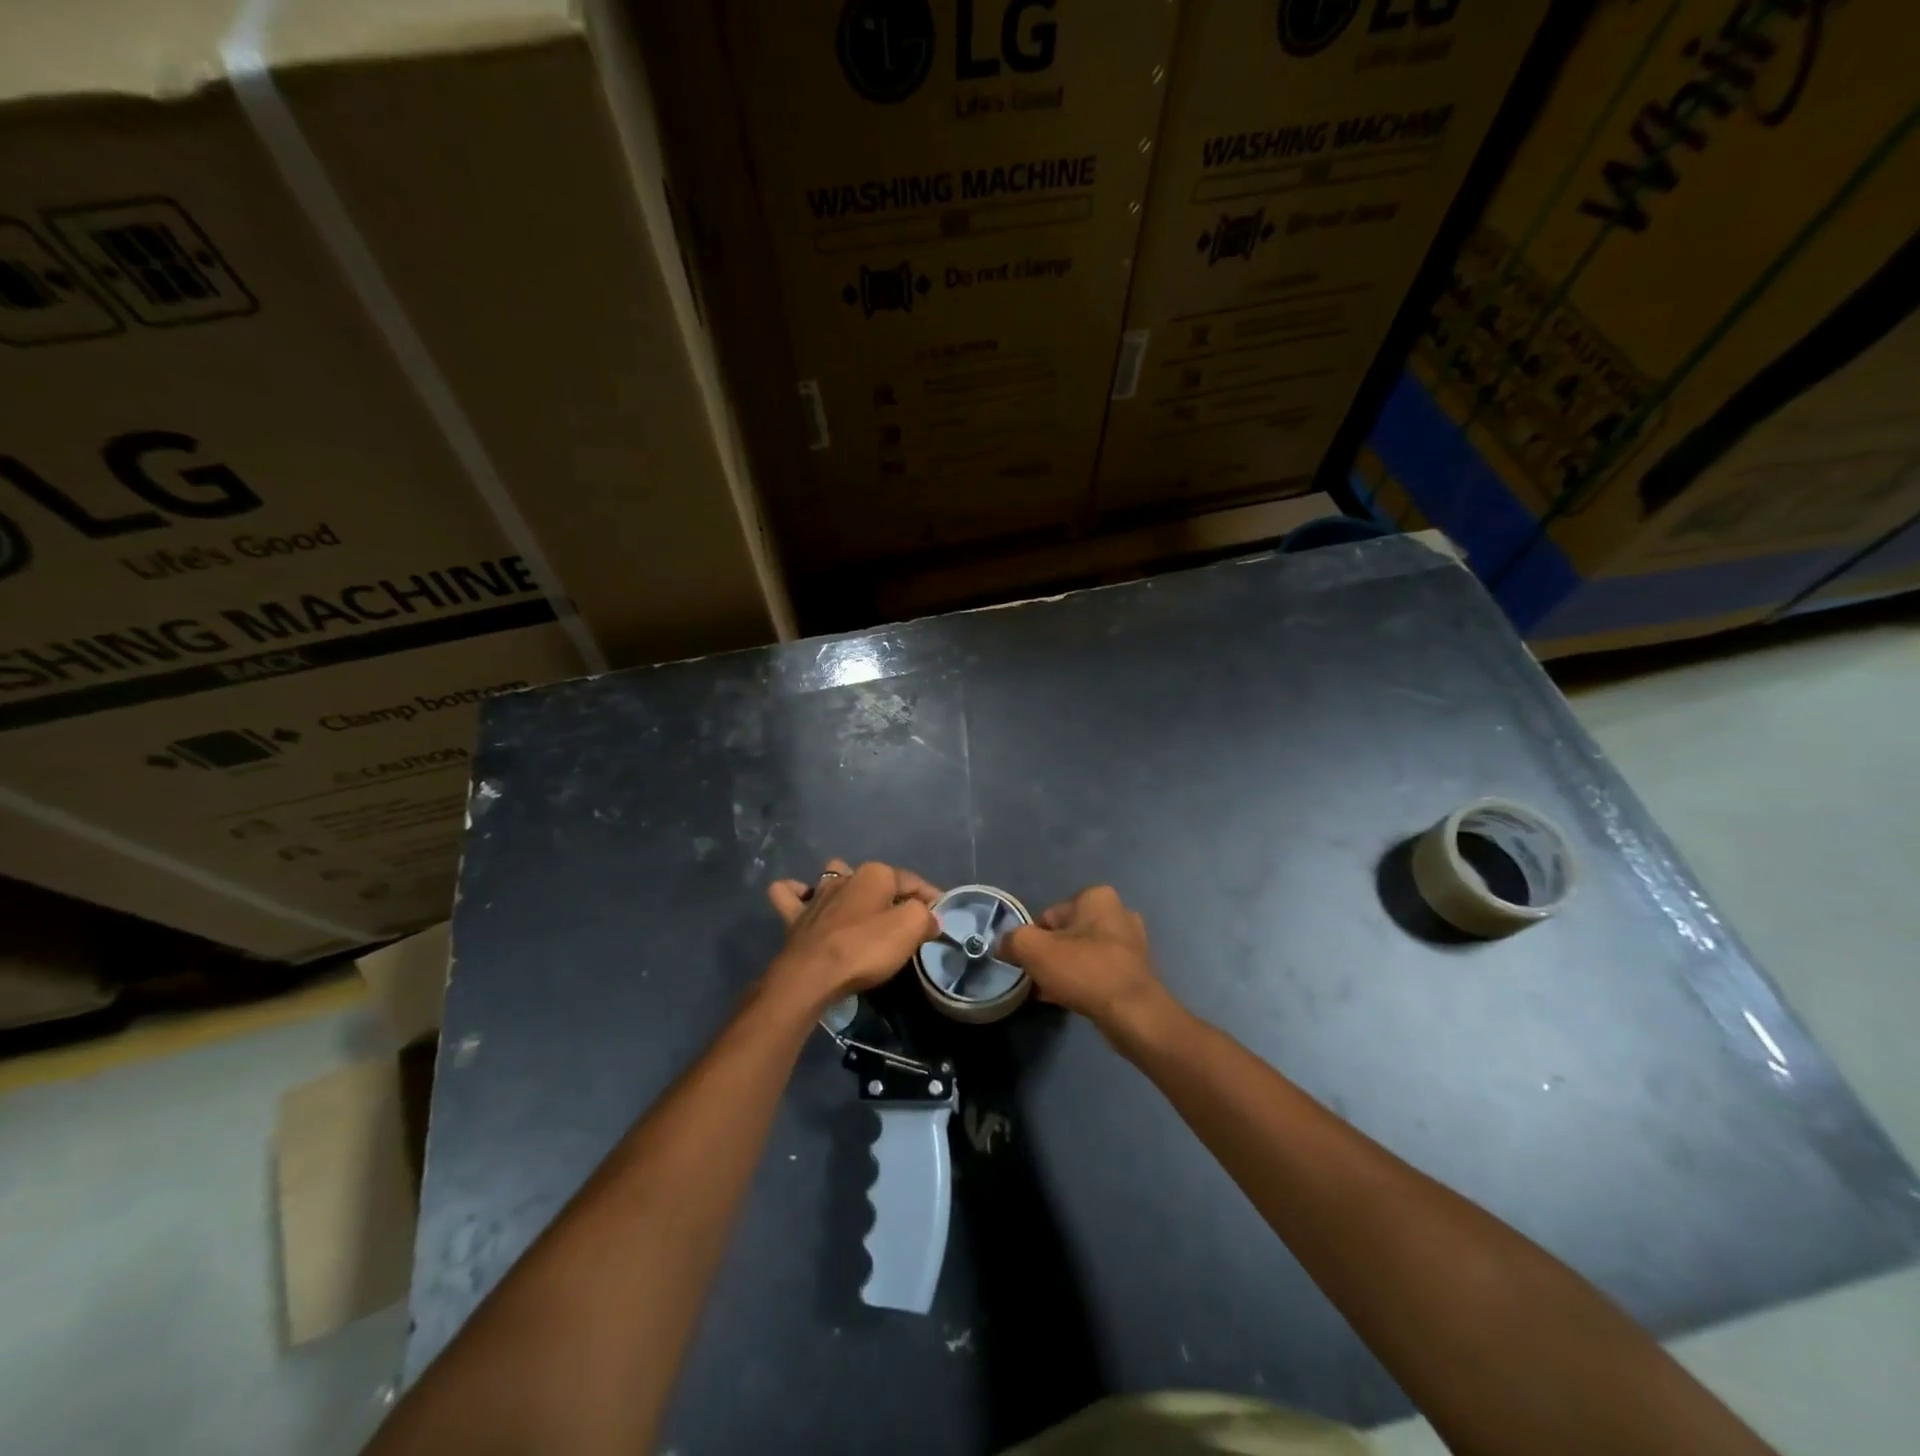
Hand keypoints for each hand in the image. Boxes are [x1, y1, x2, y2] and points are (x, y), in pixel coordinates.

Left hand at [767, 859, 939, 1010]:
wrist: (812, 975)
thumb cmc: (865, 948)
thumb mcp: (911, 929)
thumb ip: (925, 916)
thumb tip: (929, 917)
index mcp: (875, 874)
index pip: (912, 881)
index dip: (931, 898)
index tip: (940, 917)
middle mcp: (845, 876)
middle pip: (875, 880)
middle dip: (890, 894)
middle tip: (903, 921)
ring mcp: (816, 895)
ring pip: (833, 878)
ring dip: (844, 886)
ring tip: (856, 907)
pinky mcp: (794, 916)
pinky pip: (791, 895)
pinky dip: (798, 895)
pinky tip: (804, 901)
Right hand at [1000, 885, 1173, 1042]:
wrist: (1132, 1013)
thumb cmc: (1084, 970)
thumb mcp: (1034, 949)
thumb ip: (1012, 940)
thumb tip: (1004, 945)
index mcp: (1097, 897)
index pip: (1049, 916)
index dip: (1033, 940)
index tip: (1028, 963)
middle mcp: (1118, 913)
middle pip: (1067, 934)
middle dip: (1050, 955)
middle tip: (1038, 979)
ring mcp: (1131, 943)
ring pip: (1082, 954)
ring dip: (1065, 970)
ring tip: (1050, 992)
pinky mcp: (1136, 970)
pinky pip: (1098, 971)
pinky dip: (1082, 982)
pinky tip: (1068, 1000)